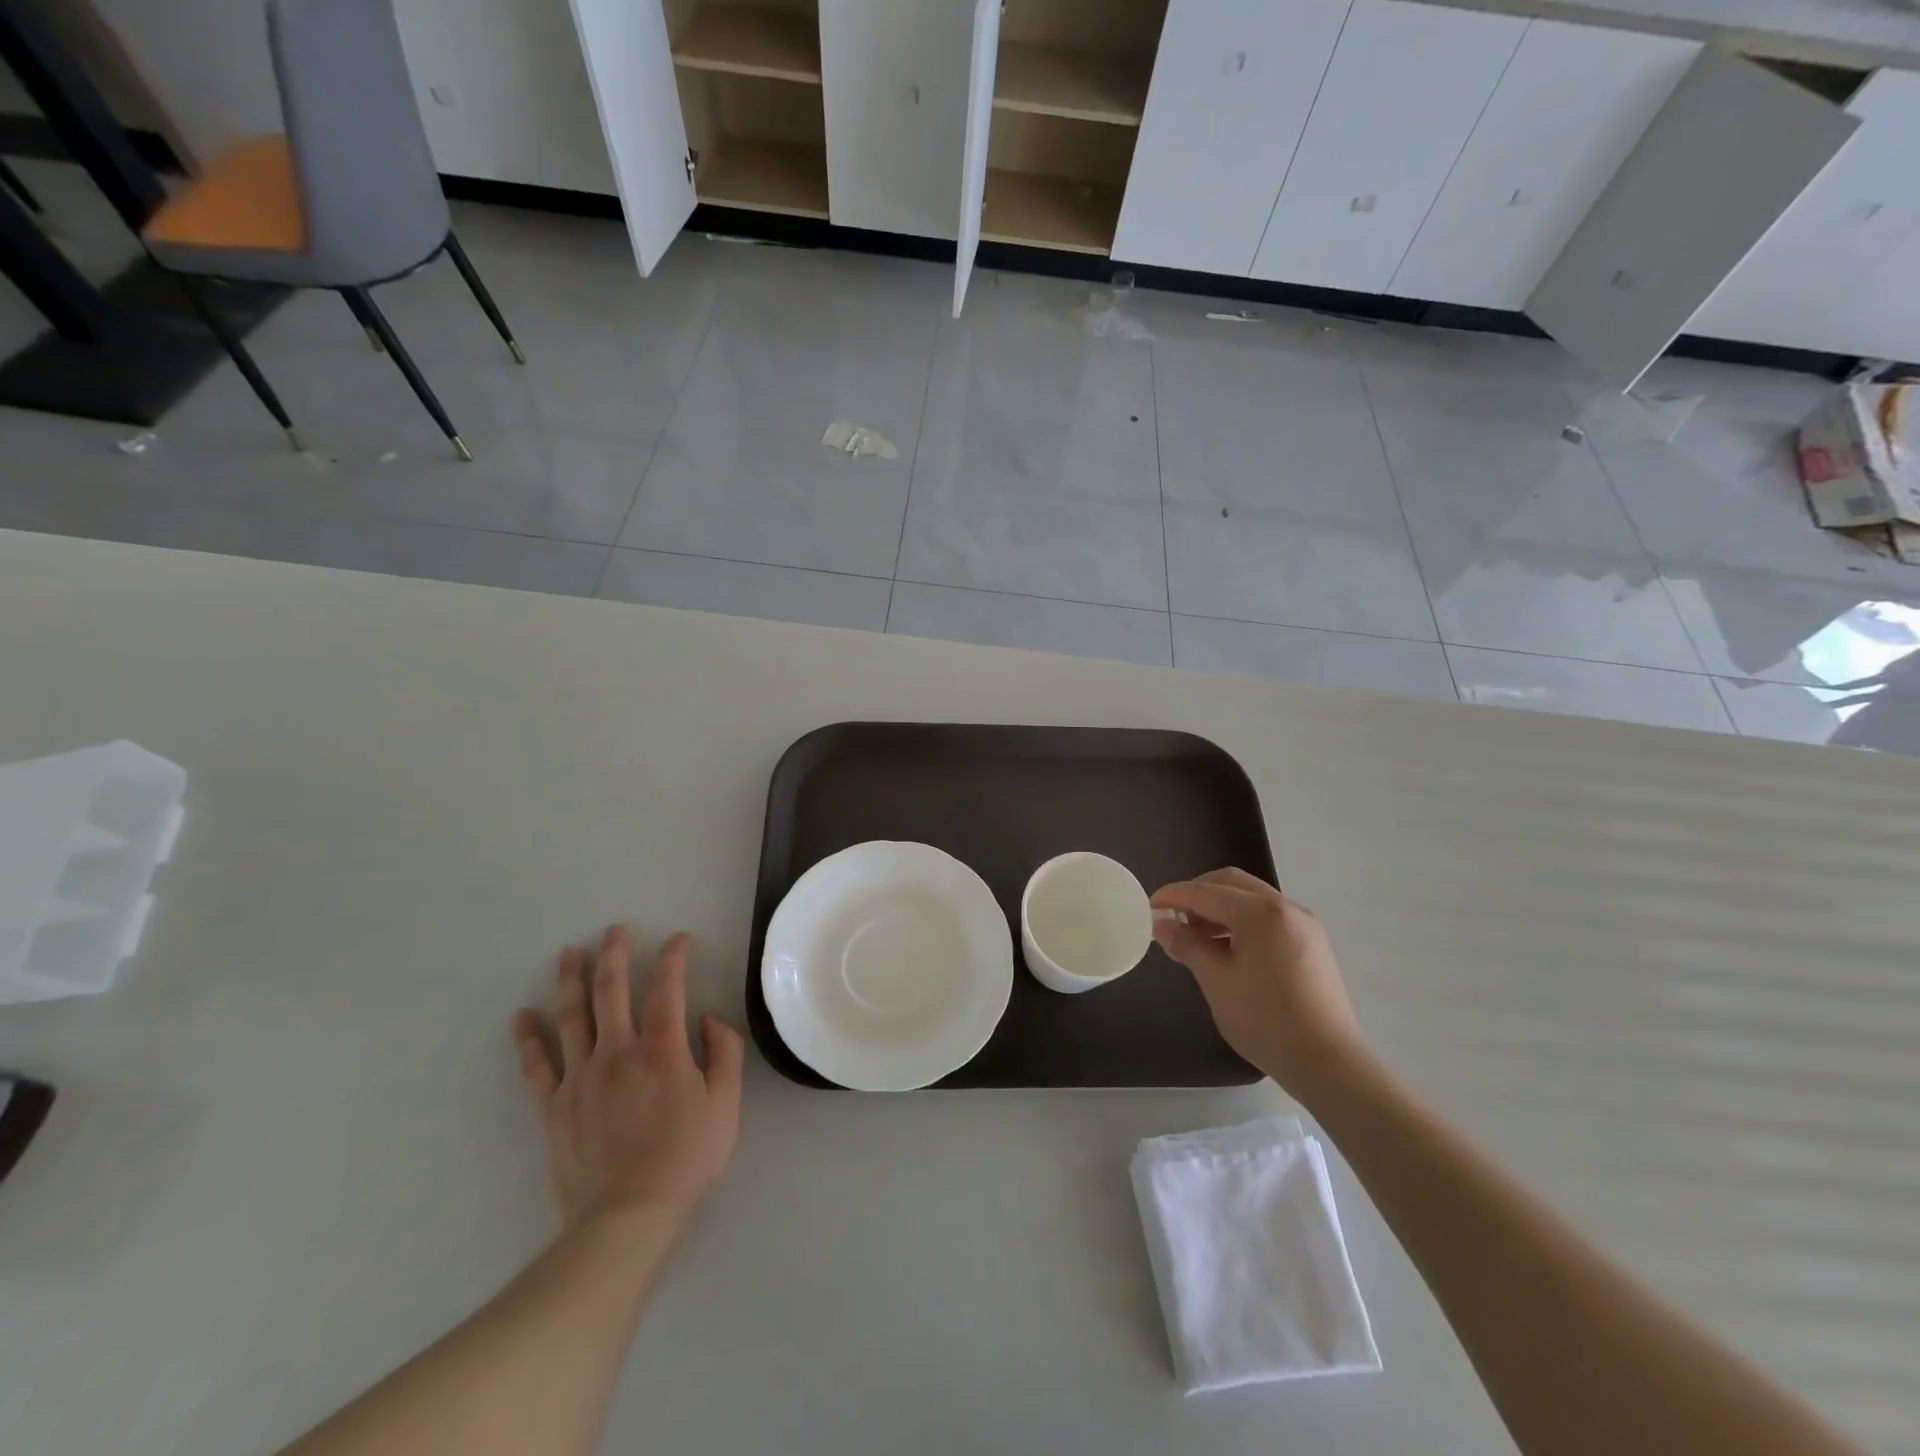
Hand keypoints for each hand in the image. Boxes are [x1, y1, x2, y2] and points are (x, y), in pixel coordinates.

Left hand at [512, 927, 743, 1228]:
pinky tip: (521, 1017)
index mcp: (662, 1048)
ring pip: (572, 1017)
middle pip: (612, 991)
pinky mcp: (555, 1106)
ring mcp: (581, 1077)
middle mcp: (618, 1051)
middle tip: (614, 930)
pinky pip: (537, 1066)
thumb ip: (724, 1052)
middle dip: (614, 955)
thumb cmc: (686, 1157)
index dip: (673, 958)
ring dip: (570, 981)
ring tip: (568, 953)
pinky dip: (528, 1039)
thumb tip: (707, 1018)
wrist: (627, 1215)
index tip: (678, 940)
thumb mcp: (725, 1103)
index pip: (668, 988)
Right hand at [1151, 869, 1364, 1095]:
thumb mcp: (1217, 982)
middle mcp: (1284, 907)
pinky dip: (1242, 919)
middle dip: (1197, 894)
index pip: (1205, 892)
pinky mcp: (1312, 942)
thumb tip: (1162, 925)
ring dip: (1219, 906)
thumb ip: (1188, 945)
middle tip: (1174, 918)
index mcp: (1260, 913)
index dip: (1173, 896)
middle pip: (1230, 883)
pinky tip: (1228, 948)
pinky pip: (1268, 915)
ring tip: (1197, 936)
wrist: (1329, 1063)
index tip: (1148, 907)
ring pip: (1251, 897)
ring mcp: (1303, 923)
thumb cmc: (1266, 1021)